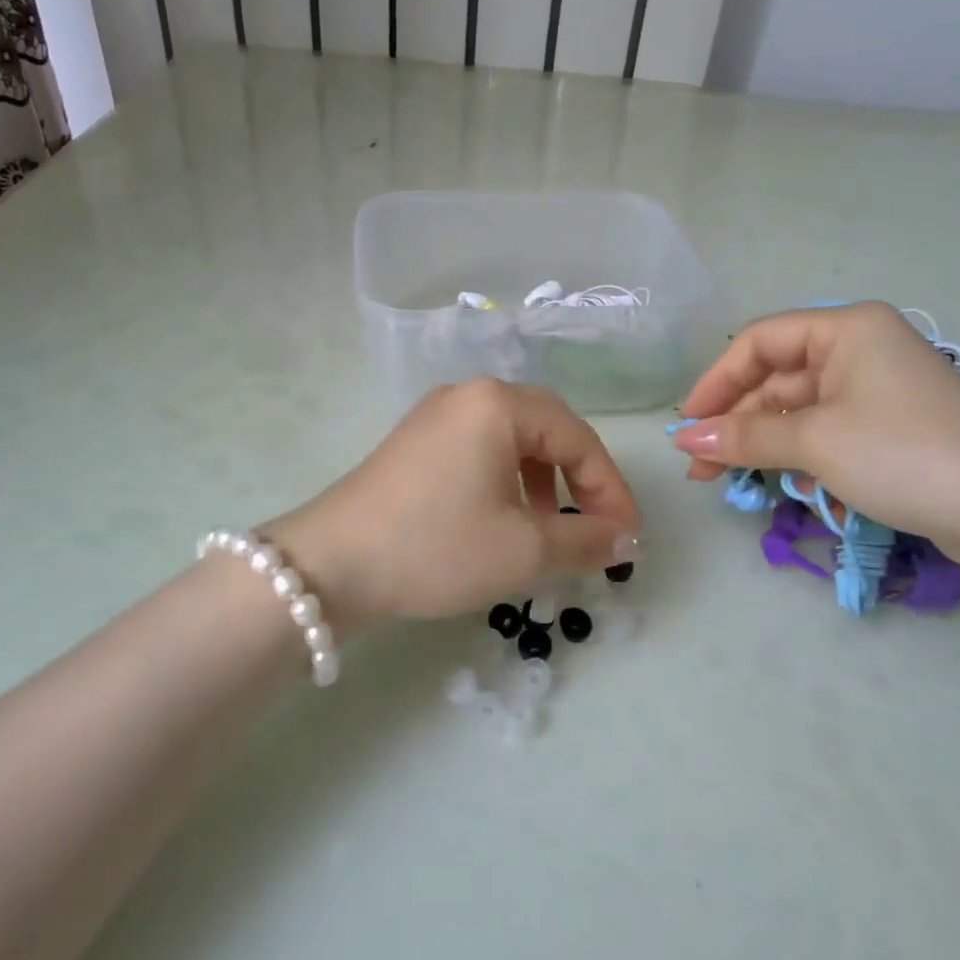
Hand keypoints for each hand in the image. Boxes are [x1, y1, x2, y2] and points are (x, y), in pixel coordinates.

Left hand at [268, 379, 641, 631]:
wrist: (331, 563)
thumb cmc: (436, 547)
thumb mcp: (522, 551)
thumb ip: (586, 541)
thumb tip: (627, 540)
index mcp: (499, 404)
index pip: (579, 438)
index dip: (611, 490)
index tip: (628, 538)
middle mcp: (468, 395)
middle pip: (548, 428)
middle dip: (580, 479)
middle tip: (596, 526)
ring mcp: (436, 414)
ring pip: (513, 439)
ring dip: (544, 479)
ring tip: (548, 526)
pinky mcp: (416, 440)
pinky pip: (480, 448)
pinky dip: (506, 478)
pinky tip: (502, 516)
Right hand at [670, 302, 959, 564]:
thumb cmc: (904, 454)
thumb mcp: (814, 441)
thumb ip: (744, 437)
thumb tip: (684, 441)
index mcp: (847, 330)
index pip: (759, 342)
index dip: (716, 382)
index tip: (687, 426)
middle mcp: (862, 350)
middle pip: (777, 377)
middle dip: (736, 422)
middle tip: (701, 467)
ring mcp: (879, 390)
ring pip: (800, 409)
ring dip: (764, 442)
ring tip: (733, 482)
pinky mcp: (892, 429)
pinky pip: (828, 431)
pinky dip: (800, 454)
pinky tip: (787, 483)